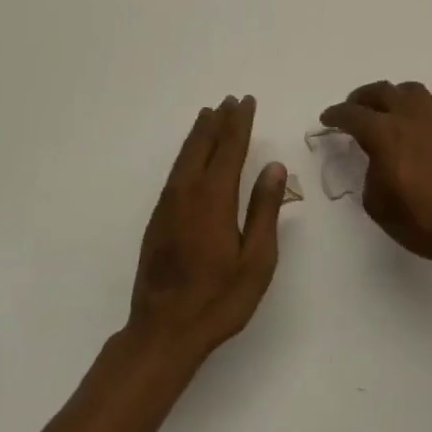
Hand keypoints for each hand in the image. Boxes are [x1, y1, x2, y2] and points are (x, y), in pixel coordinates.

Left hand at [128, 95, 286, 363]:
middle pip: (203, 146)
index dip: (239, 123)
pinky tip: (191, 156)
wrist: (163, 331)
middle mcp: (187, 193)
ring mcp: (168, 206)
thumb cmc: (219, 299)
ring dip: (199, 134)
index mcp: (214, 198)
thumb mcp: (256, 260)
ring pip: (184, 157)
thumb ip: (265, 209)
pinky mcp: (158, 219)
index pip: (229, 149)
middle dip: (218, 121)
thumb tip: (274, 167)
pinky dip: (186, 154)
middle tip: (229, 100)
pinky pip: (175, 172)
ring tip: (209, 115)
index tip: (246, 101)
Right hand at [320, 81, 431, 276]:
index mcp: (386, 134)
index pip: (353, 115)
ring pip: (412, 91)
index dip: (336, 115)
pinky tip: (423, 130)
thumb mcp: (380, 207)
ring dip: (394, 97)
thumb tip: (379, 162)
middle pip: (382, 91)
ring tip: (390, 111)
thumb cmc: (427, 222)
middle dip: (363, 97)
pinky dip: (421, 112)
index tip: (328, 119)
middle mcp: (413, 116)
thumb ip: (371, 175)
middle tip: (356, 108)